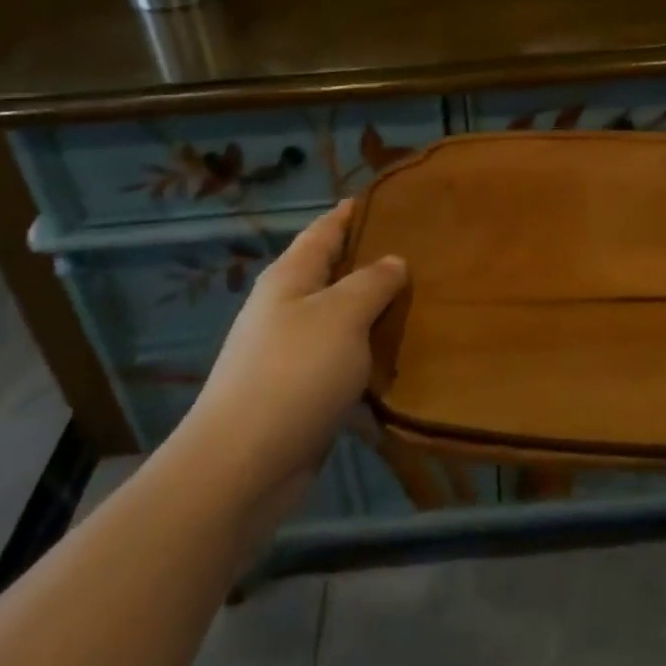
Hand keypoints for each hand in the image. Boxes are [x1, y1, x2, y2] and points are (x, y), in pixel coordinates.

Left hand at [181, 200, 406, 516]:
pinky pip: (344, 364)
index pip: (324, 230)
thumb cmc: (294, 373)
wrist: (242, 465)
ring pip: (343, 321)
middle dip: (373, 263)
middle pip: (334, 274)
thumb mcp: (342, 315)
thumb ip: (372, 283)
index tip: (386, 199)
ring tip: (423, 303)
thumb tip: (393, 261)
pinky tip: (402, 360)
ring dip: (376, 315)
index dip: (351, 213)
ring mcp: (291, 353)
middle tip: (423, 253)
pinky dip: (370, 359)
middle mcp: (287, 308)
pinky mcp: (300, 393)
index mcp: (291, 277)